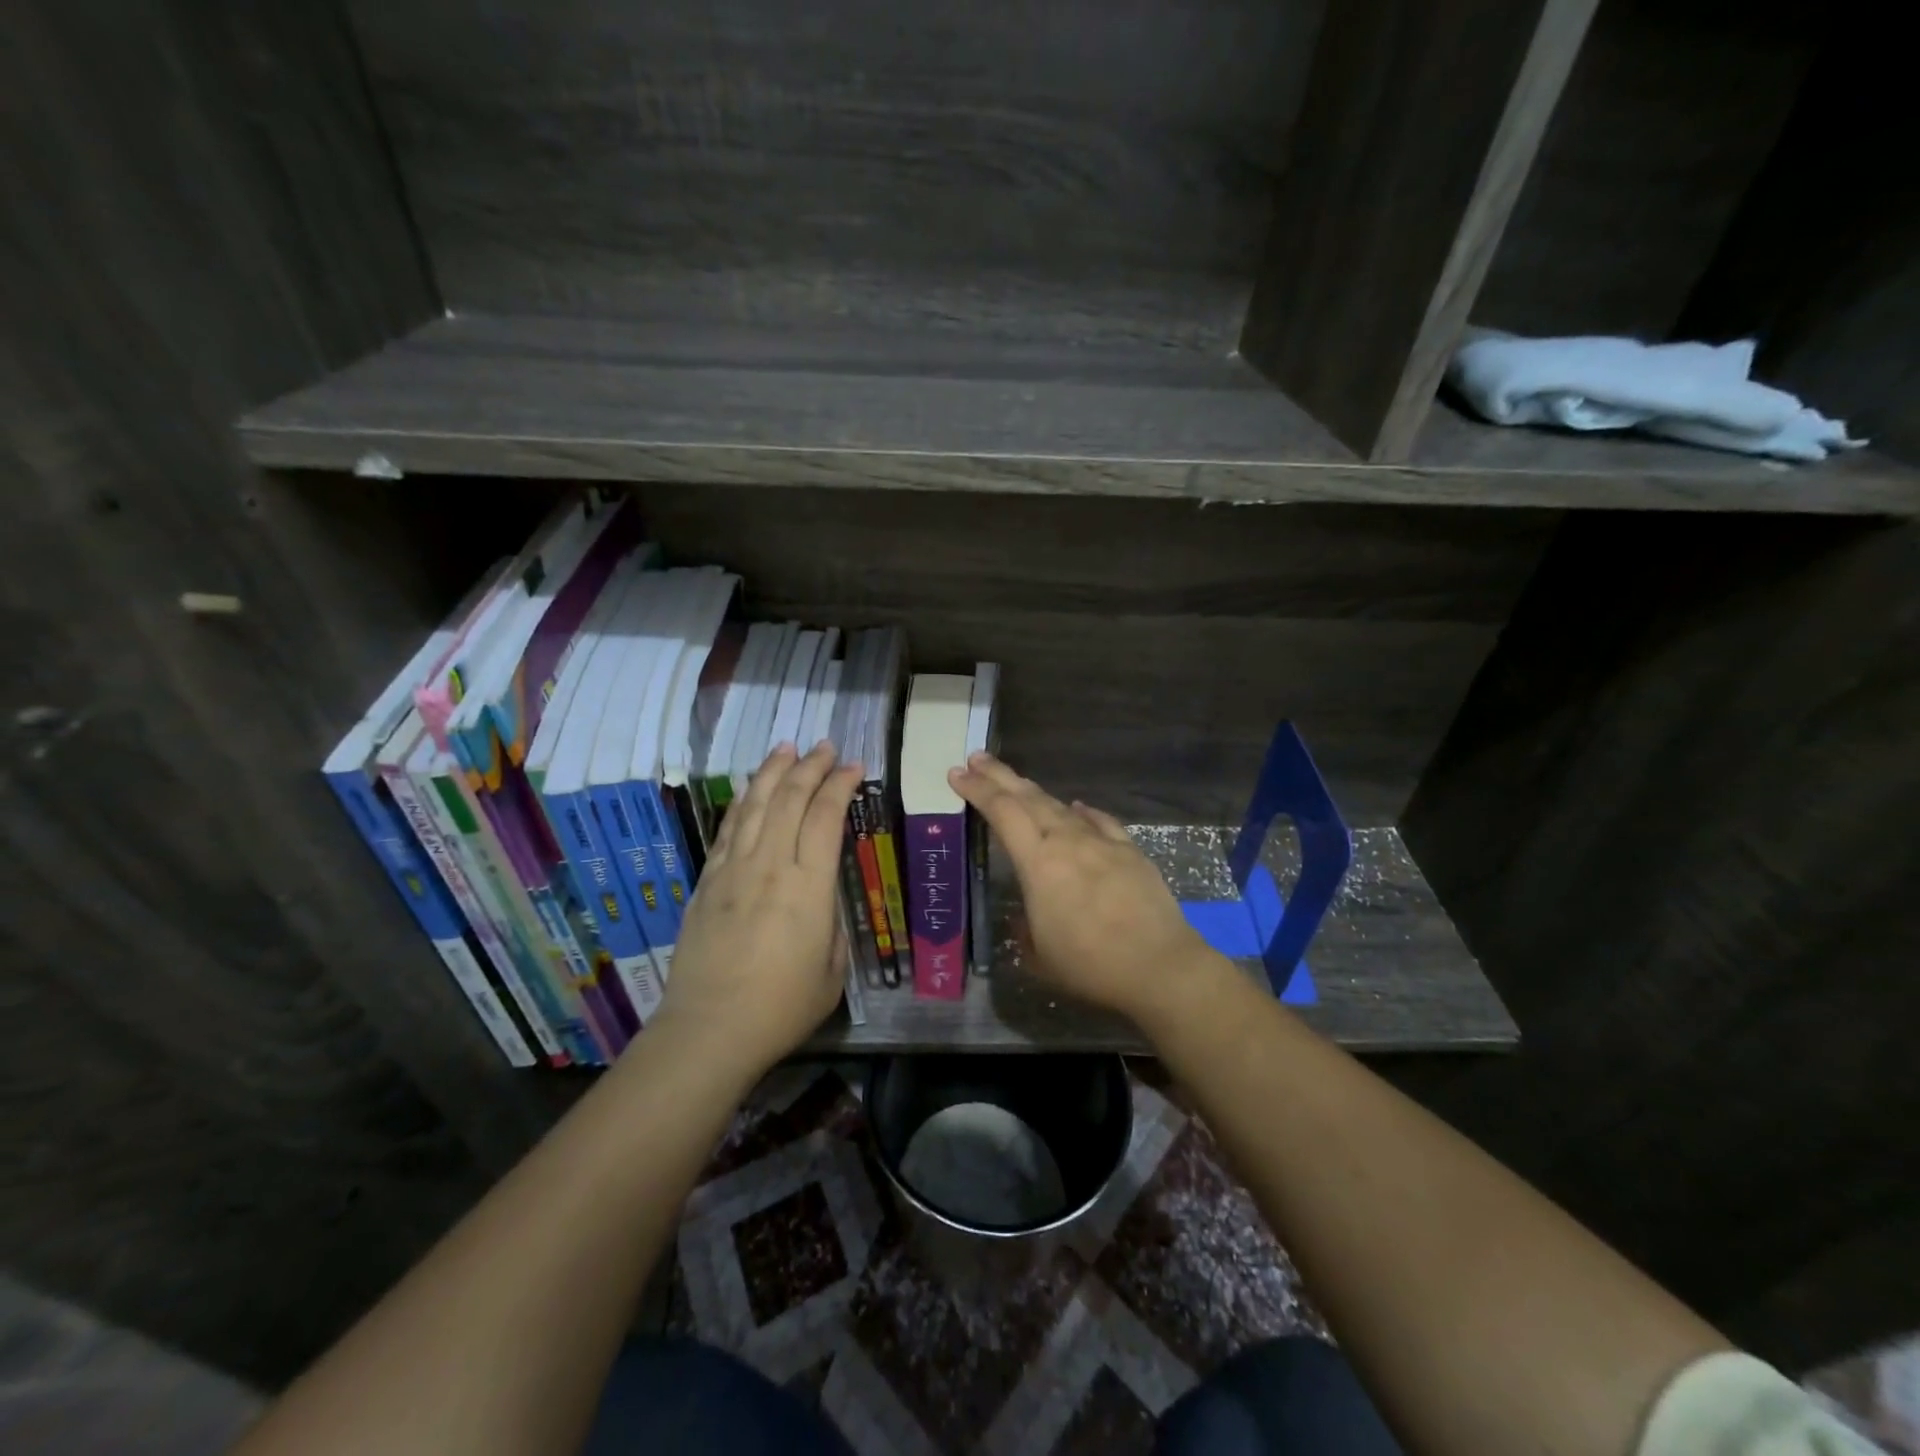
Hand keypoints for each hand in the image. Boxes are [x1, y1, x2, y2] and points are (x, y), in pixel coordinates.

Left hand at [649, 741, 862, 1079]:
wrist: (709, 1029)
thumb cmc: (782, 1007)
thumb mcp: (832, 969)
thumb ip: (832, 923)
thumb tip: (823, 898)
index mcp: (809, 887)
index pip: (827, 817)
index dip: (841, 785)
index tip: (853, 766)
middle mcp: (770, 866)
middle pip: (791, 799)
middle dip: (810, 766)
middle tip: (825, 747)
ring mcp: (734, 870)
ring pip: (756, 805)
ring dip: (774, 772)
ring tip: (787, 748)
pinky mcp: (708, 881)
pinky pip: (728, 829)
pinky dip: (743, 801)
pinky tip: (750, 788)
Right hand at [948, 753, 1219, 1024]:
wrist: (1159, 966)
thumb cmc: (1090, 965)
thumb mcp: (1040, 958)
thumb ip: (1025, 932)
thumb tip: (1026, 919)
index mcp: (1039, 863)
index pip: (1002, 812)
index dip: (977, 790)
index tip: (957, 773)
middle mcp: (1068, 841)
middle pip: (1028, 798)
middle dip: (999, 776)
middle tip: (976, 758)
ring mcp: (1102, 843)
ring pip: (1061, 807)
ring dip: (1035, 792)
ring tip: (1018, 783)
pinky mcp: (1130, 851)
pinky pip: (1100, 821)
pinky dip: (1083, 812)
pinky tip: (1077, 807)